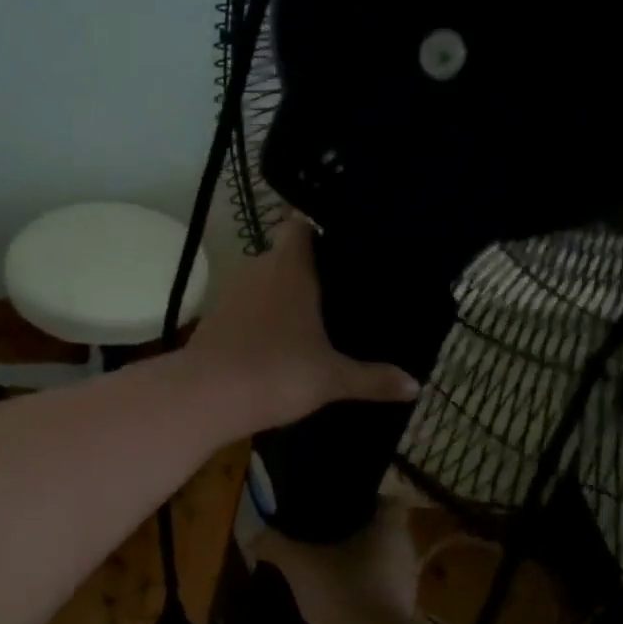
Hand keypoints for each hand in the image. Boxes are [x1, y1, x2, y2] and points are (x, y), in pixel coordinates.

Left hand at [184, 218, 419, 435]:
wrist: (206, 397)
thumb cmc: (277, 373)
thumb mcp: (332, 378)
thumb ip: (373, 378)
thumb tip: (416, 386)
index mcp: (289, 268)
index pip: (300, 226)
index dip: (318, 227)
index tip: (342, 241)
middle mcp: (257, 270)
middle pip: (283, 255)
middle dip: (307, 268)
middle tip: (338, 286)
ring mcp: (230, 294)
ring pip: (261, 282)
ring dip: (280, 295)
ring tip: (311, 314)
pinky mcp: (213, 319)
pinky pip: (244, 307)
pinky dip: (259, 317)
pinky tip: (275, 340)